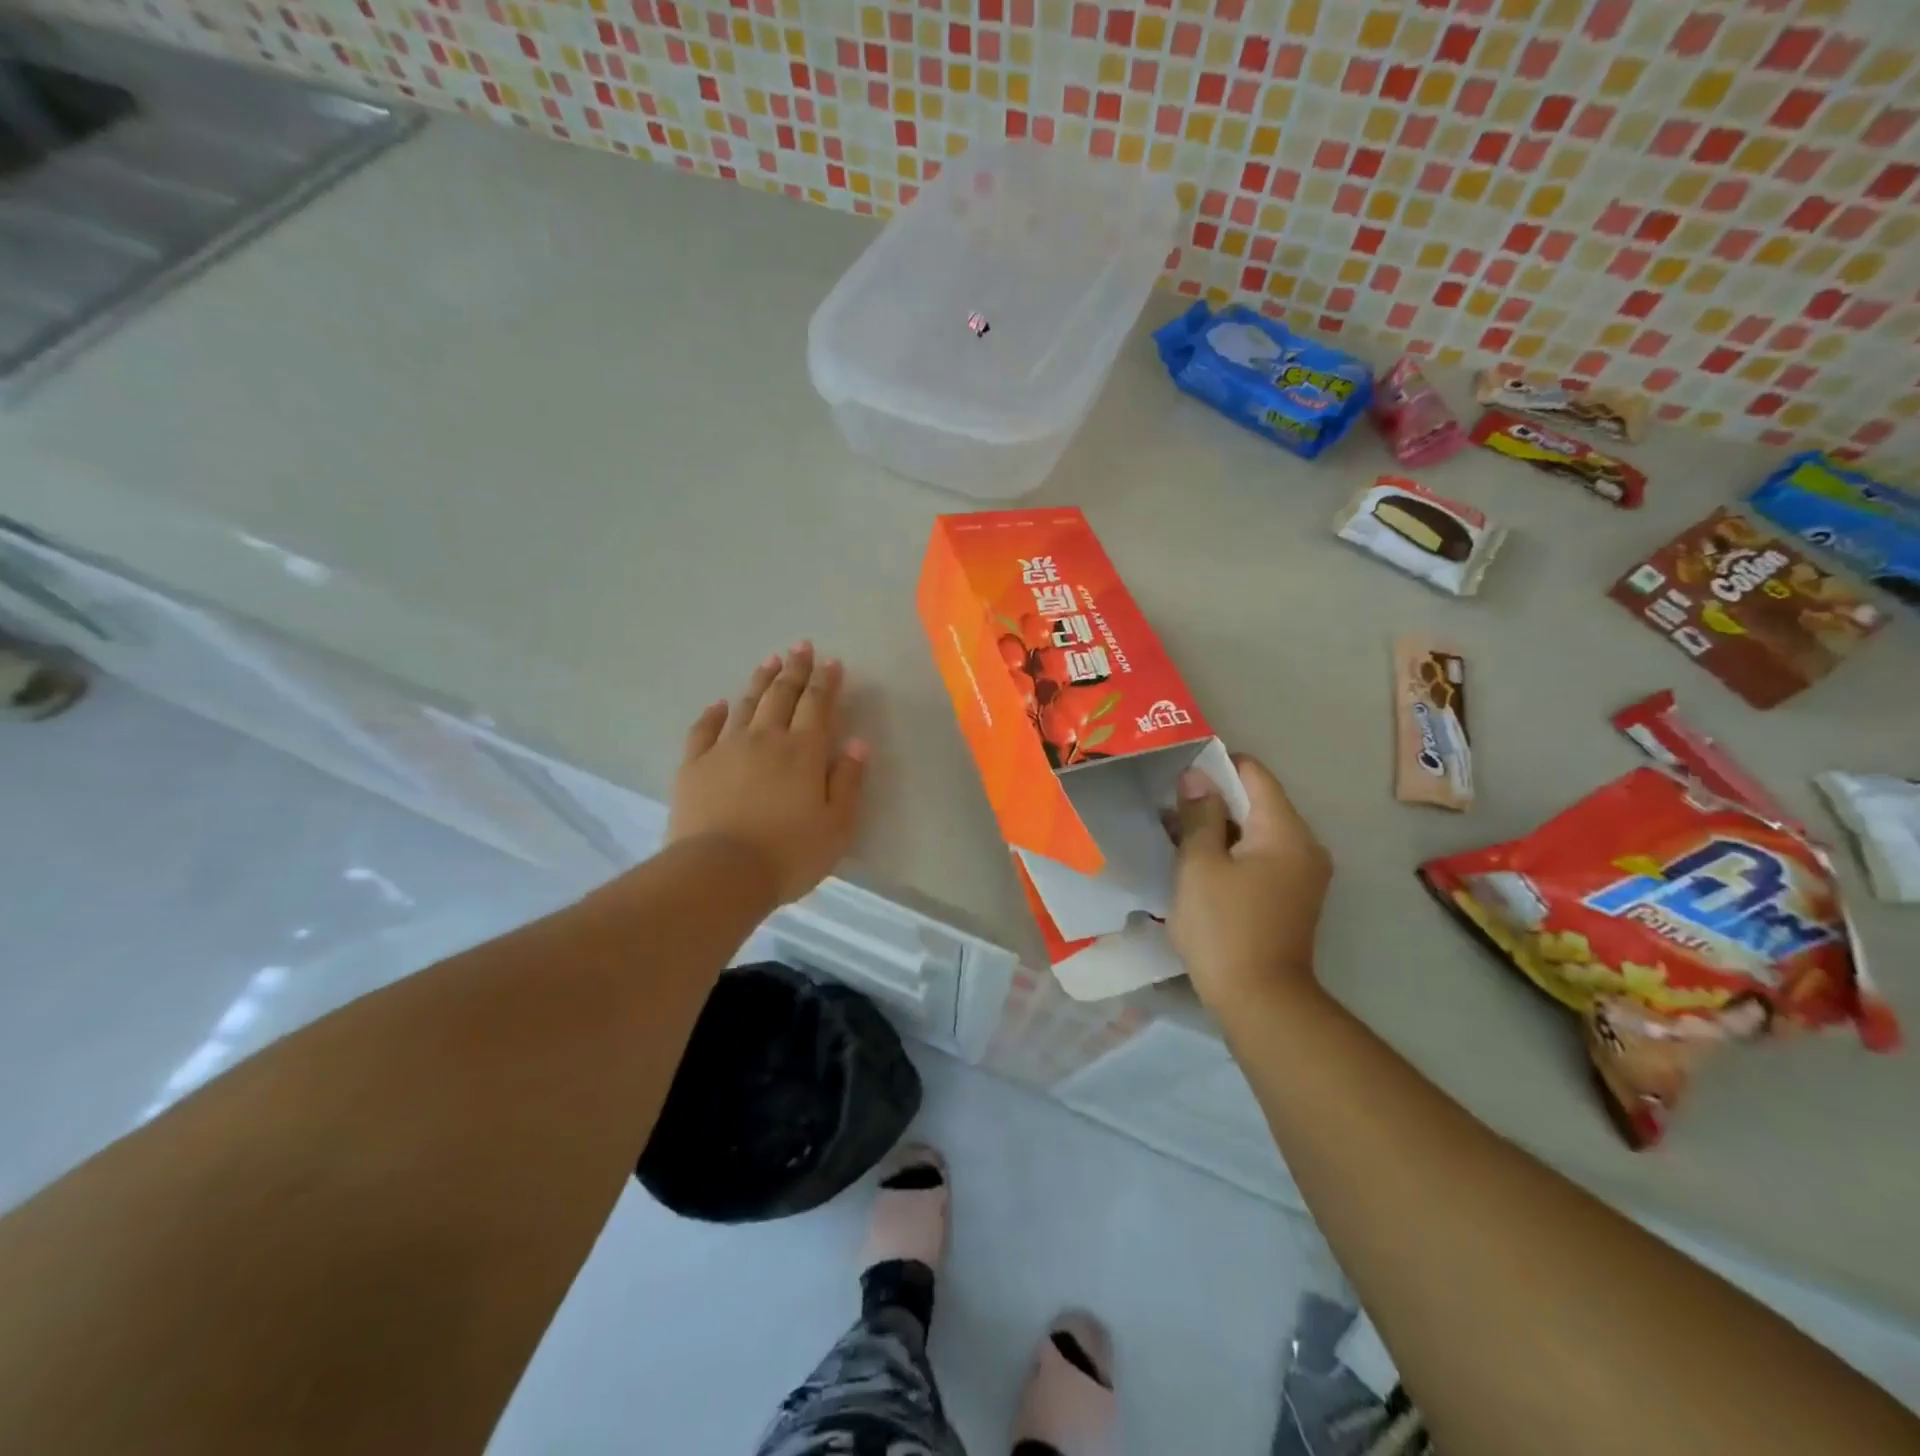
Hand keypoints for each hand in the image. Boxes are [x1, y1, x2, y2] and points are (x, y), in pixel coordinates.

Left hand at [668, 643, 869, 905]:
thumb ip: (849, 781)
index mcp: (803, 751)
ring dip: (760, 681)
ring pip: (746, 705)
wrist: (719, 873)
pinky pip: (704, 730)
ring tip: (769, 662)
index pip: (818, 704)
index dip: (826, 681)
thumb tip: (858, 742)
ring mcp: (726, 749)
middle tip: (800, 646)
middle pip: (782, 695)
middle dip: (794, 669)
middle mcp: (765, 739)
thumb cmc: (788, 853)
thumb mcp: (837, 825)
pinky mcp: (694, 766)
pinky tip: (720, 704)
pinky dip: (713, 714)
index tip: (831, 661)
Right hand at [1168, 754, 1330, 1016]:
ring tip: (1174, 833)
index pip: (1254, 774)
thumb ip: (1199, 815)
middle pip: (1257, 802)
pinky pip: (1260, 857)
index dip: (1216, 764)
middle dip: (1213, 798)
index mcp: (1285, 831)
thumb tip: (1197, 776)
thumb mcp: (1200, 865)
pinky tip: (1196, 863)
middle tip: (1167, 804)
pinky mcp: (1291, 898)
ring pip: (1255, 832)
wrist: (1260, 1002)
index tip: (1178, 771)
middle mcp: (1304, 846)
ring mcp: (1301, 874)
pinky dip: (1230, 852)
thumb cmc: (1224, 927)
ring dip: (1218, 827)